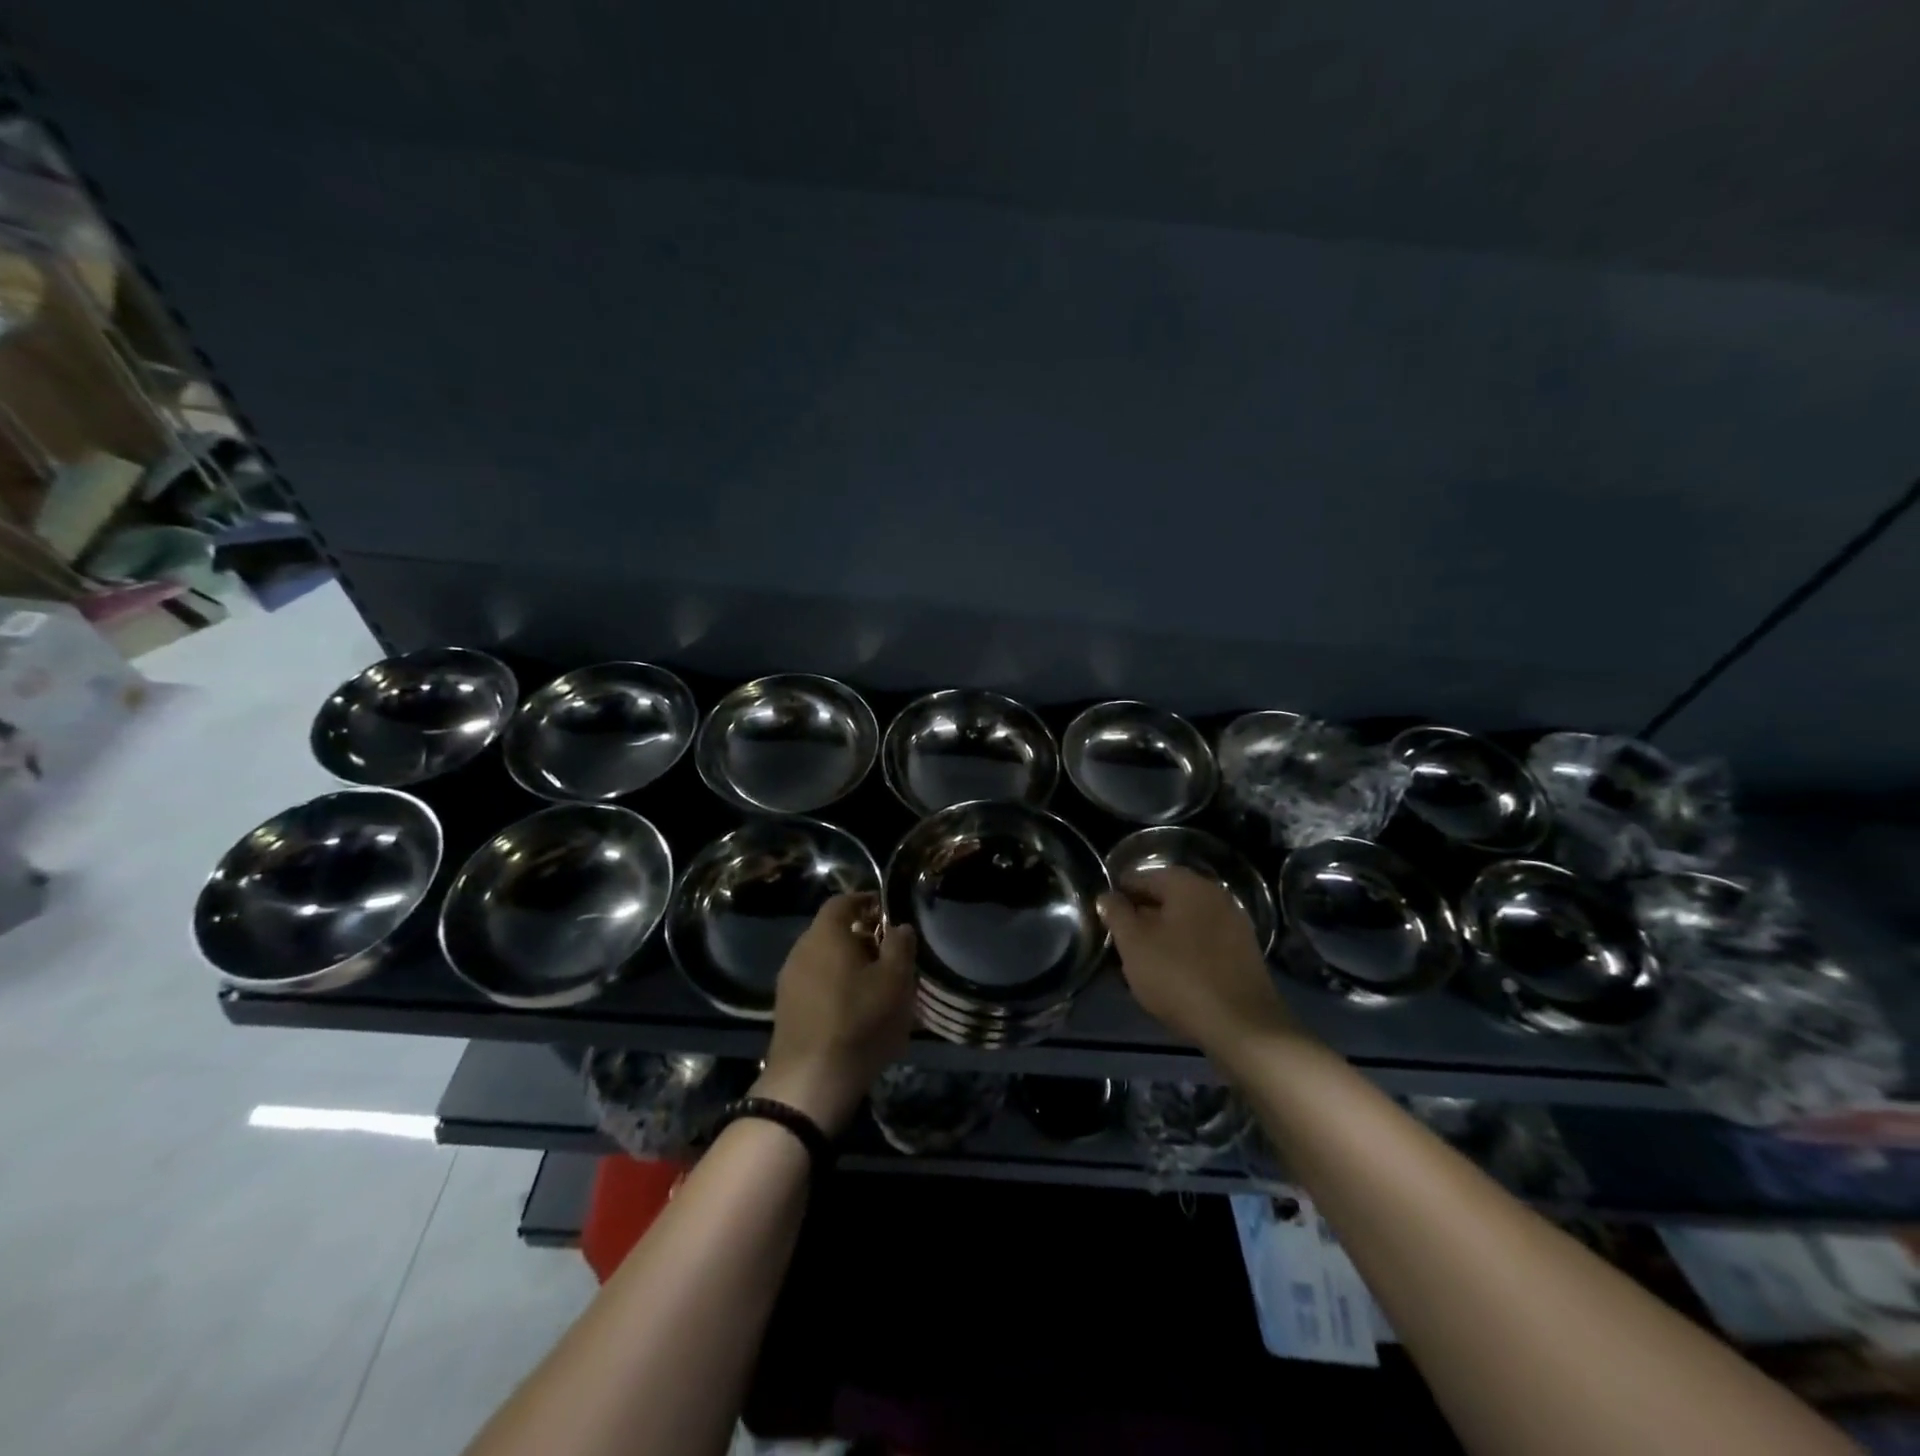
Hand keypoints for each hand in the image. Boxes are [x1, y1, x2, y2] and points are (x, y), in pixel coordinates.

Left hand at [754, 894, 917, 1133]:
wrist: (810, 1081)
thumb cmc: (859, 1021)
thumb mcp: (895, 981)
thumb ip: (900, 946)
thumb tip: (899, 927)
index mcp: (825, 934)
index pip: (843, 902)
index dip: (866, 902)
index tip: (886, 913)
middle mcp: (801, 949)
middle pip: (832, 931)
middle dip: (861, 937)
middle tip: (889, 955)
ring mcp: (789, 980)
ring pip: (824, 959)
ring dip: (849, 964)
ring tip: (876, 985)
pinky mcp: (786, 1008)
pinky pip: (815, 983)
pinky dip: (835, 985)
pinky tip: (855, 1009)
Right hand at [1099, 867, 1299, 1055]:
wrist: (1243, 1027)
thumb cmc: (1179, 977)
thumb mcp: (1134, 944)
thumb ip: (1116, 914)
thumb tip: (1107, 896)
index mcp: (1187, 884)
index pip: (1141, 877)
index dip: (1117, 896)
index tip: (1102, 919)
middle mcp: (1214, 894)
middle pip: (1165, 899)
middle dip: (1140, 918)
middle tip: (1118, 943)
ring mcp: (1233, 924)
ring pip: (1184, 922)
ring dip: (1161, 937)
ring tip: (1140, 963)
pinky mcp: (1243, 953)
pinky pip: (1202, 943)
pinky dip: (1183, 952)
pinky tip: (1170, 976)